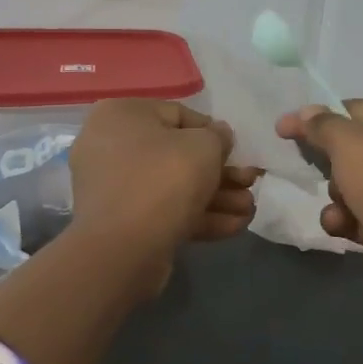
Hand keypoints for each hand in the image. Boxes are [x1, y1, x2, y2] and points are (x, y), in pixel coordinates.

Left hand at [69, 99, 258, 264]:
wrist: (124, 248)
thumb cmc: (165, 179)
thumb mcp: (204, 146)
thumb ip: (218, 136)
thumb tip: (218, 135)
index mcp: (122, 115)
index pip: (178, 115)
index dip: (213, 133)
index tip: (236, 152)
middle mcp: (112, 146)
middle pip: (178, 155)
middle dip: (221, 173)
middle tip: (251, 184)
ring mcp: (115, 187)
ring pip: (174, 187)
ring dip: (217, 197)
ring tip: (250, 210)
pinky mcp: (123, 223)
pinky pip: (165, 211)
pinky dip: (198, 216)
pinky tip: (235, 227)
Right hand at [276, 99, 362, 319]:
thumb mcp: (348, 141)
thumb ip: (320, 125)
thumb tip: (303, 113)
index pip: (353, 109)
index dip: (317, 119)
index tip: (283, 130)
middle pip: (352, 149)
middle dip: (327, 163)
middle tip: (306, 168)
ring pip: (351, 184)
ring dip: (335, 196)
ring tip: (339, 204)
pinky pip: (358, 215)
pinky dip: (345, 220)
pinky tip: (342, 225)